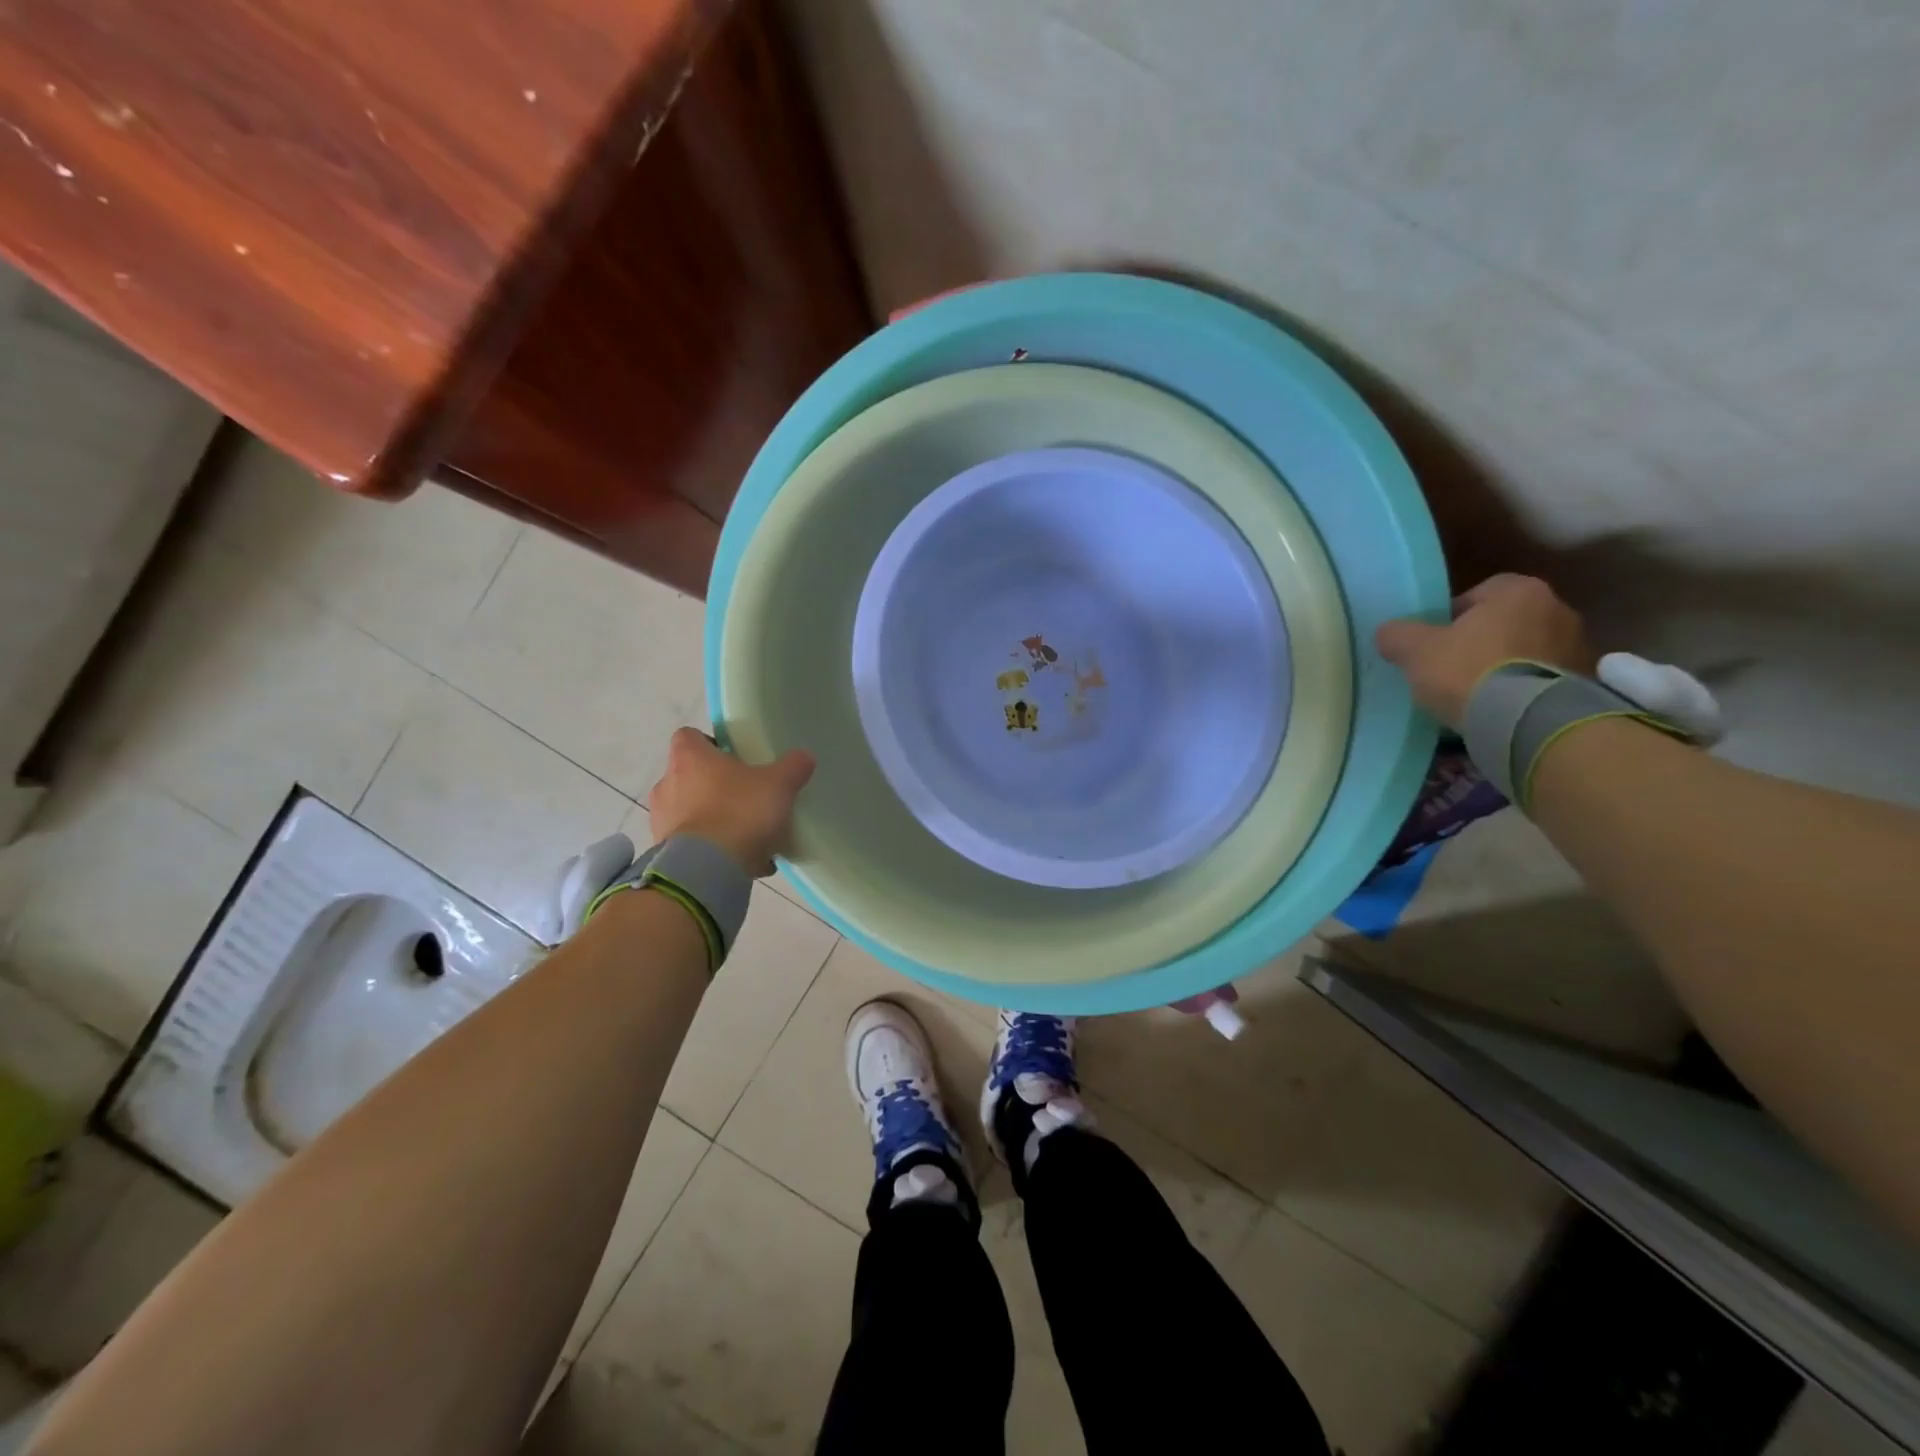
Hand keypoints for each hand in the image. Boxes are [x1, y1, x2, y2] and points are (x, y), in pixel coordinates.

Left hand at [646, 728, 815, 875]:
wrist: (707, 869)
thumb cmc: (739, 812)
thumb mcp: (778, 785)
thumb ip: (792, 767)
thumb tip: (803, 757)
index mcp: (689, 757)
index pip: (689, 736)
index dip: (711, 743)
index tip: (735, 758)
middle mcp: (667, 783)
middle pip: (691, 775)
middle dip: (716, 785)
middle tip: (747, 797)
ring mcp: (661, 820)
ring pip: (690, 811)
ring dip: (713, 819)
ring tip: (748, 836)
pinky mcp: (664, 852)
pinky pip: (692, 845)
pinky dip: (712, 849)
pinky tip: (742, 861)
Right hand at [1374, 574, 1596, 728]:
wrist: (1528, 722)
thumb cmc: (1469, 671)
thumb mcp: (1415, 651)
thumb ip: (1397, 635)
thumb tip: (1390, 633)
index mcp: (1519, 591)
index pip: (1480, 592)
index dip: (1451, 615)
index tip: (1434, 641)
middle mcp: (1557, 609)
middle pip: (1505, 621)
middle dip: (1480, 641)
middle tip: (1450, 667)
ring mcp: (1577, 647)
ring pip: (1526, 651)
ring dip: (1503, 666)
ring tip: (1474, 694)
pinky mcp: (1584, 683)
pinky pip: (1542, 679)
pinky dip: (1521, 689)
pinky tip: (1498, 709)